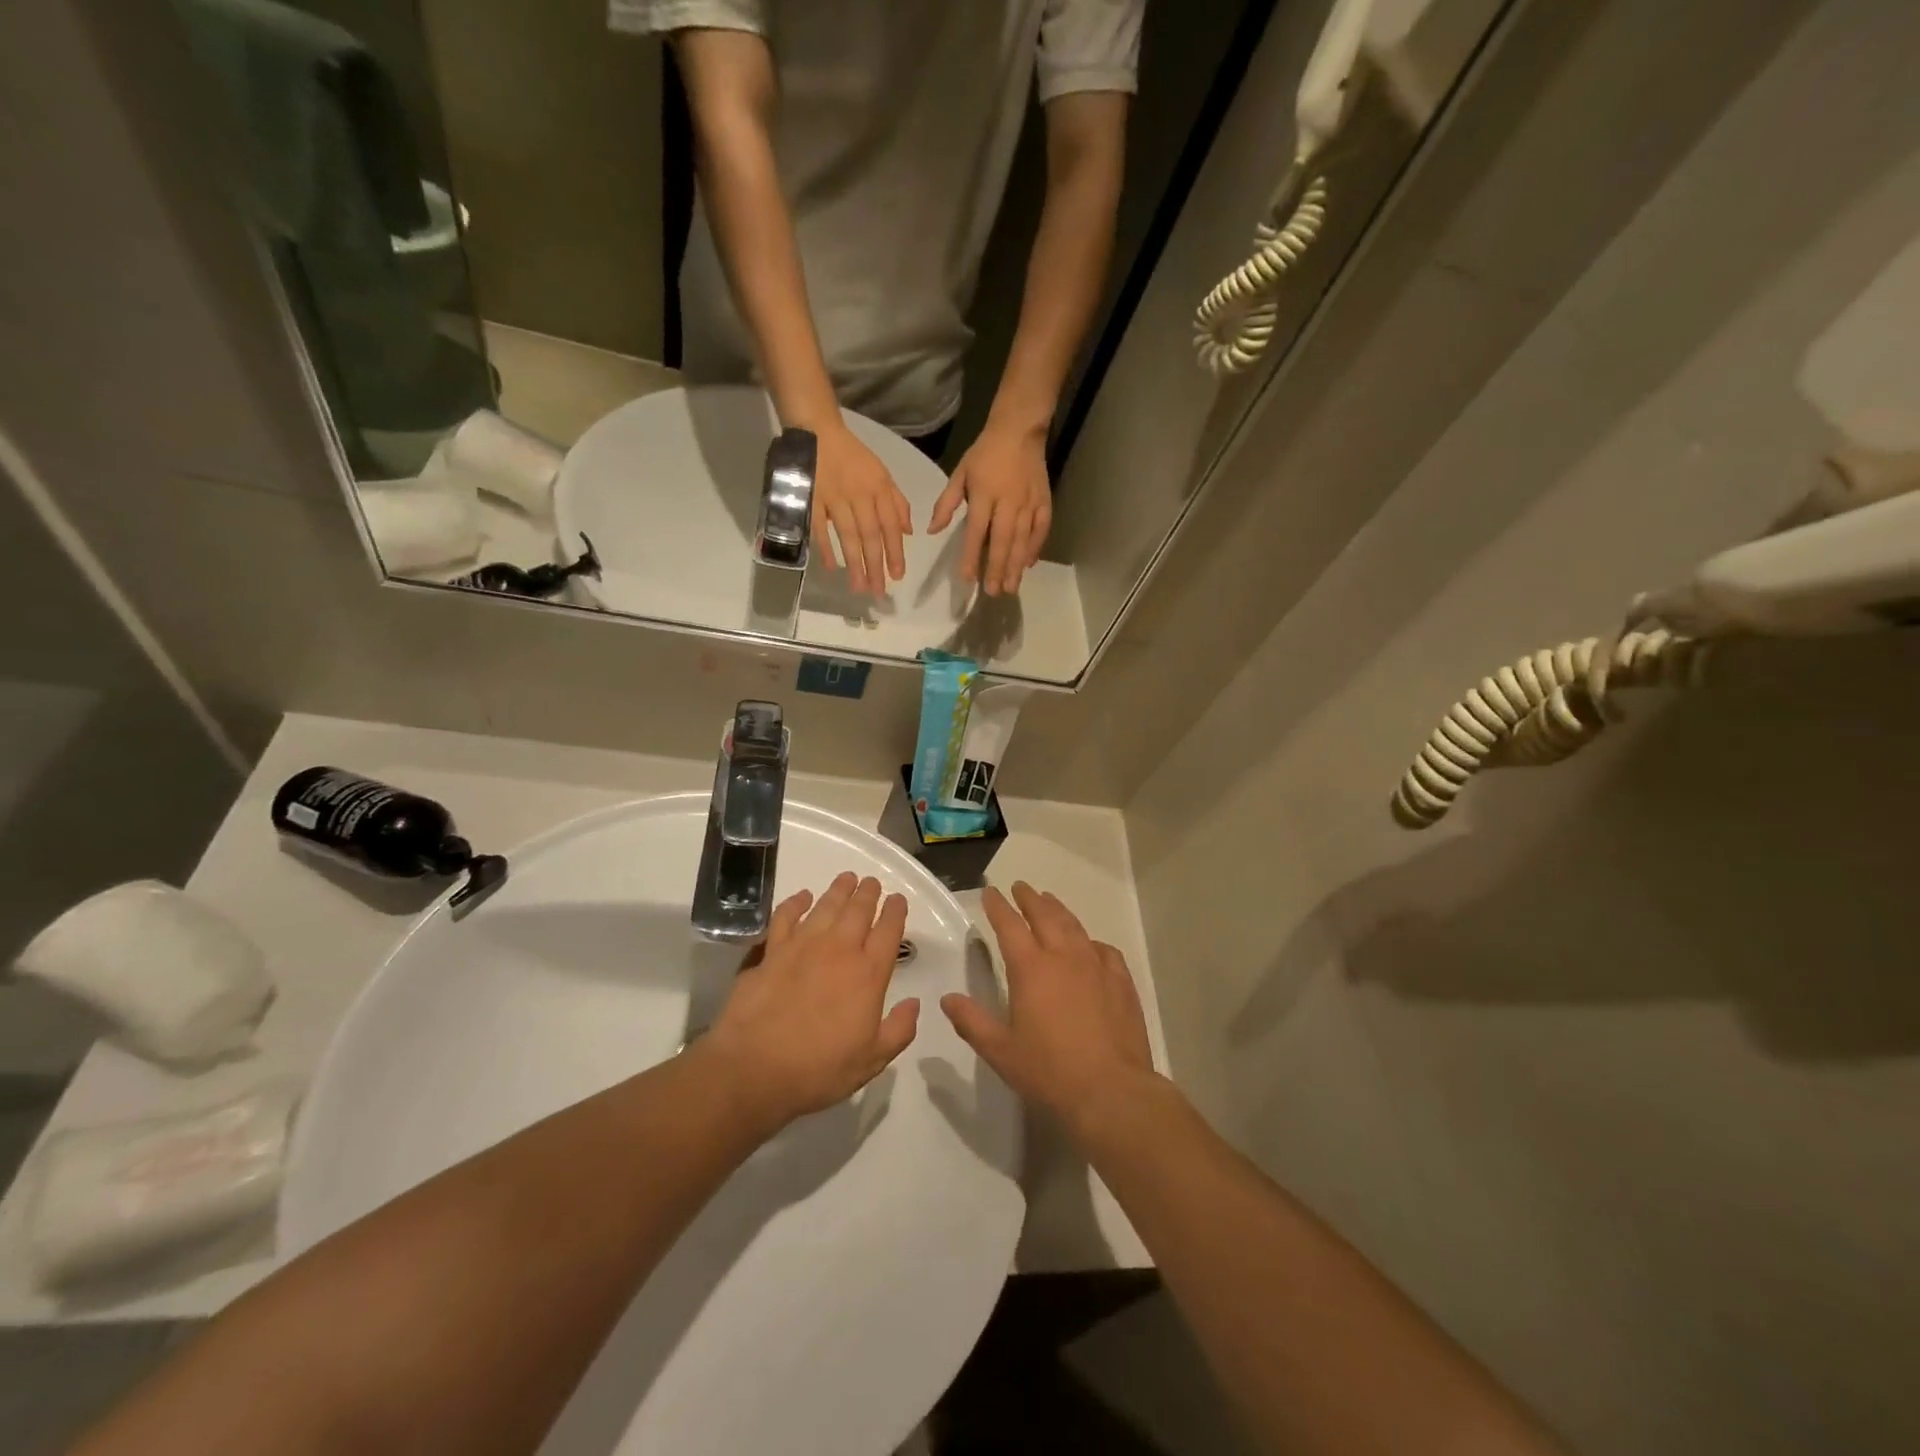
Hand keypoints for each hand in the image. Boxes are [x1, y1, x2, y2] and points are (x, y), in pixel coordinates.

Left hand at [703, 872, 919, 1135]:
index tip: (898, 899)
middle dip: (868, 893)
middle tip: (872, 882)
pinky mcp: (771, 951)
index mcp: (868, 974)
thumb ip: (899, 1030)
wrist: (755, 1068)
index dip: (895, 911)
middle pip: (858, 910)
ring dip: (839, 890)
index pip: (888, 932)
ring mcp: (802, 946)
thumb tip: (914, 1003)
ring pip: (826, 906)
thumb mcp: (871, 1061)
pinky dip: (795, 903)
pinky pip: (785, 917)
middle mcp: (839, 950)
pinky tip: (802, 897)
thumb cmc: (819, 1069)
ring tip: (847, 878)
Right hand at [811, 423, 911, 595]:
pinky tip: (831, 568)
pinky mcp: (811, 498)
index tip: (898, 576)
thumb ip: (897, 502)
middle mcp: (859, 494)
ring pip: (847, 534)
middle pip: (870, 535)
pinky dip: (825, 547)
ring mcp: (834, 497)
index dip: (895, 551)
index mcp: (879, 488)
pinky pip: (819, 527)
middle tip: (879, 591)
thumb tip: (908, 532)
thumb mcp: (882, 473)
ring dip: (854, 563)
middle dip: (876, 565)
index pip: (890, 525)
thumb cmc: (853, 457)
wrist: (818, 432)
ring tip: (860, 587)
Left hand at [929, 422, 1051, 595]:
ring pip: (1022, 540)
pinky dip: (1035, 548)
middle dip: (996, 568)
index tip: (967, 578)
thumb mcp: (960, 473)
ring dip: (1015, 565)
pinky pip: (1040, 530)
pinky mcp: (1044, 502)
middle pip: (1002, 541)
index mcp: (984, 494)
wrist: (1019, 430)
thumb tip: (932, 531)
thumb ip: (946, 503)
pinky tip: (1028, 565)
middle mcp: (1008, 502)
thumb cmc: (985, 453)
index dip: (970, 556)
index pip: (976, 532)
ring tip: (1009, 587)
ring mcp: (1028, 503)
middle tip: (992, 592)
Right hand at [941, 883, 1157, 1140]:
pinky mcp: (1121, 981)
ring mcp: (1096, 966)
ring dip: (1058, 910)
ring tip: (1050, 901)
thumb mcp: (1000, 1051)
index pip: (1009, 926)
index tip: (991, 892)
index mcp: (1030, 968)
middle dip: (1029, 899)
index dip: (998, 906)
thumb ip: (972, 1022)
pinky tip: (1089, 946)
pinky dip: (1090, 941)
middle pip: (1045, 915)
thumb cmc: (1049, 1072)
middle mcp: (1063, 957)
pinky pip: (1103, 950)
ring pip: (1074, 926)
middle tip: (1020, 887)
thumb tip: (948, 999)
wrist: (1112, 1091)